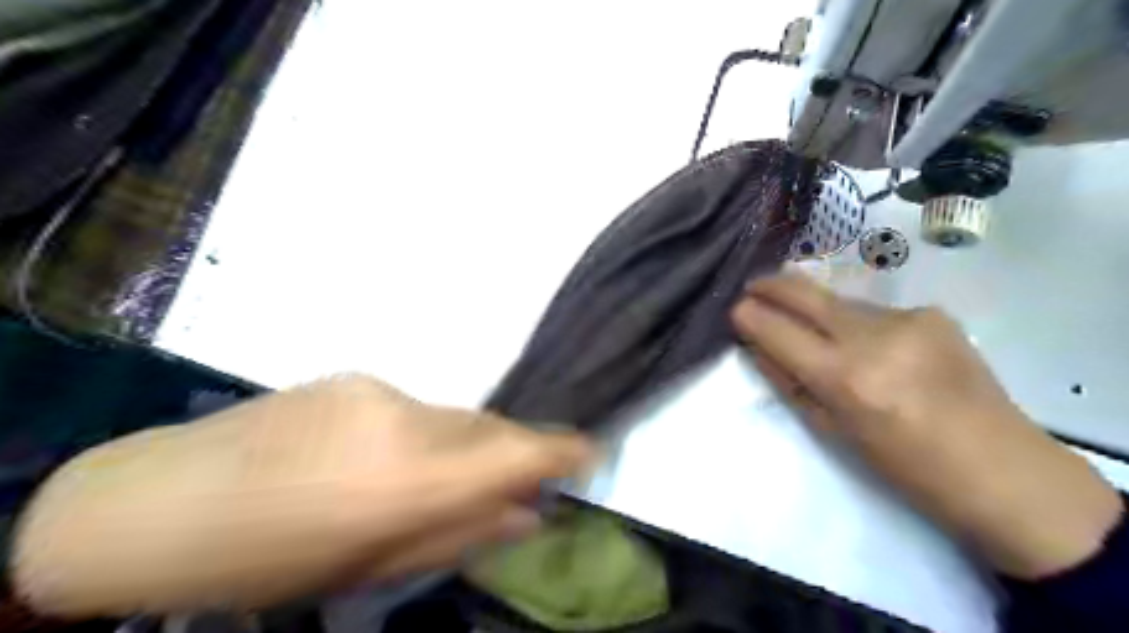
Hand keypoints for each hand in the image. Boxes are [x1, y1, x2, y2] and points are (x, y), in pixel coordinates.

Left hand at [10, 376, 591, 618]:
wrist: (161, 502)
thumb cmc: (271, 559)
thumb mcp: (373, 567)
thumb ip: (463, 533)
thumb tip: (530, 513)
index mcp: (410, 478)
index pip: (513, 452)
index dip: (560, 450)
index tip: (589, 452)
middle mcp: (406, 419)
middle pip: (488, 428)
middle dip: (507, 453)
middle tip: (508, 482)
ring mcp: (379, 389)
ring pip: (451, 417)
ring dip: (457, 447)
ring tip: (417, 480)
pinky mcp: (356, 376)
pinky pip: (413, 407)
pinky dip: (418, 434)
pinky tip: (373, 458)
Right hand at [732, 270, 1119, 578]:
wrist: (1004, 470)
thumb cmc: (906, 467)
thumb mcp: (832, 431)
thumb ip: (788, 381)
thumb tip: (758, 345)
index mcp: (846, 378)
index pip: (779, 331)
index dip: (750, 316)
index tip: (734, 309)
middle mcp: (875, 337)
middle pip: (806, 294)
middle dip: (771, 286)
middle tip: (752, 287)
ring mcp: (908, 318)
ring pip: (839, 302)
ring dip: (817, 311)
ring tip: (815, 330)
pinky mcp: (933, 312)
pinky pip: (873, 311)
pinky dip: (858, 323)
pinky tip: (873, 345)